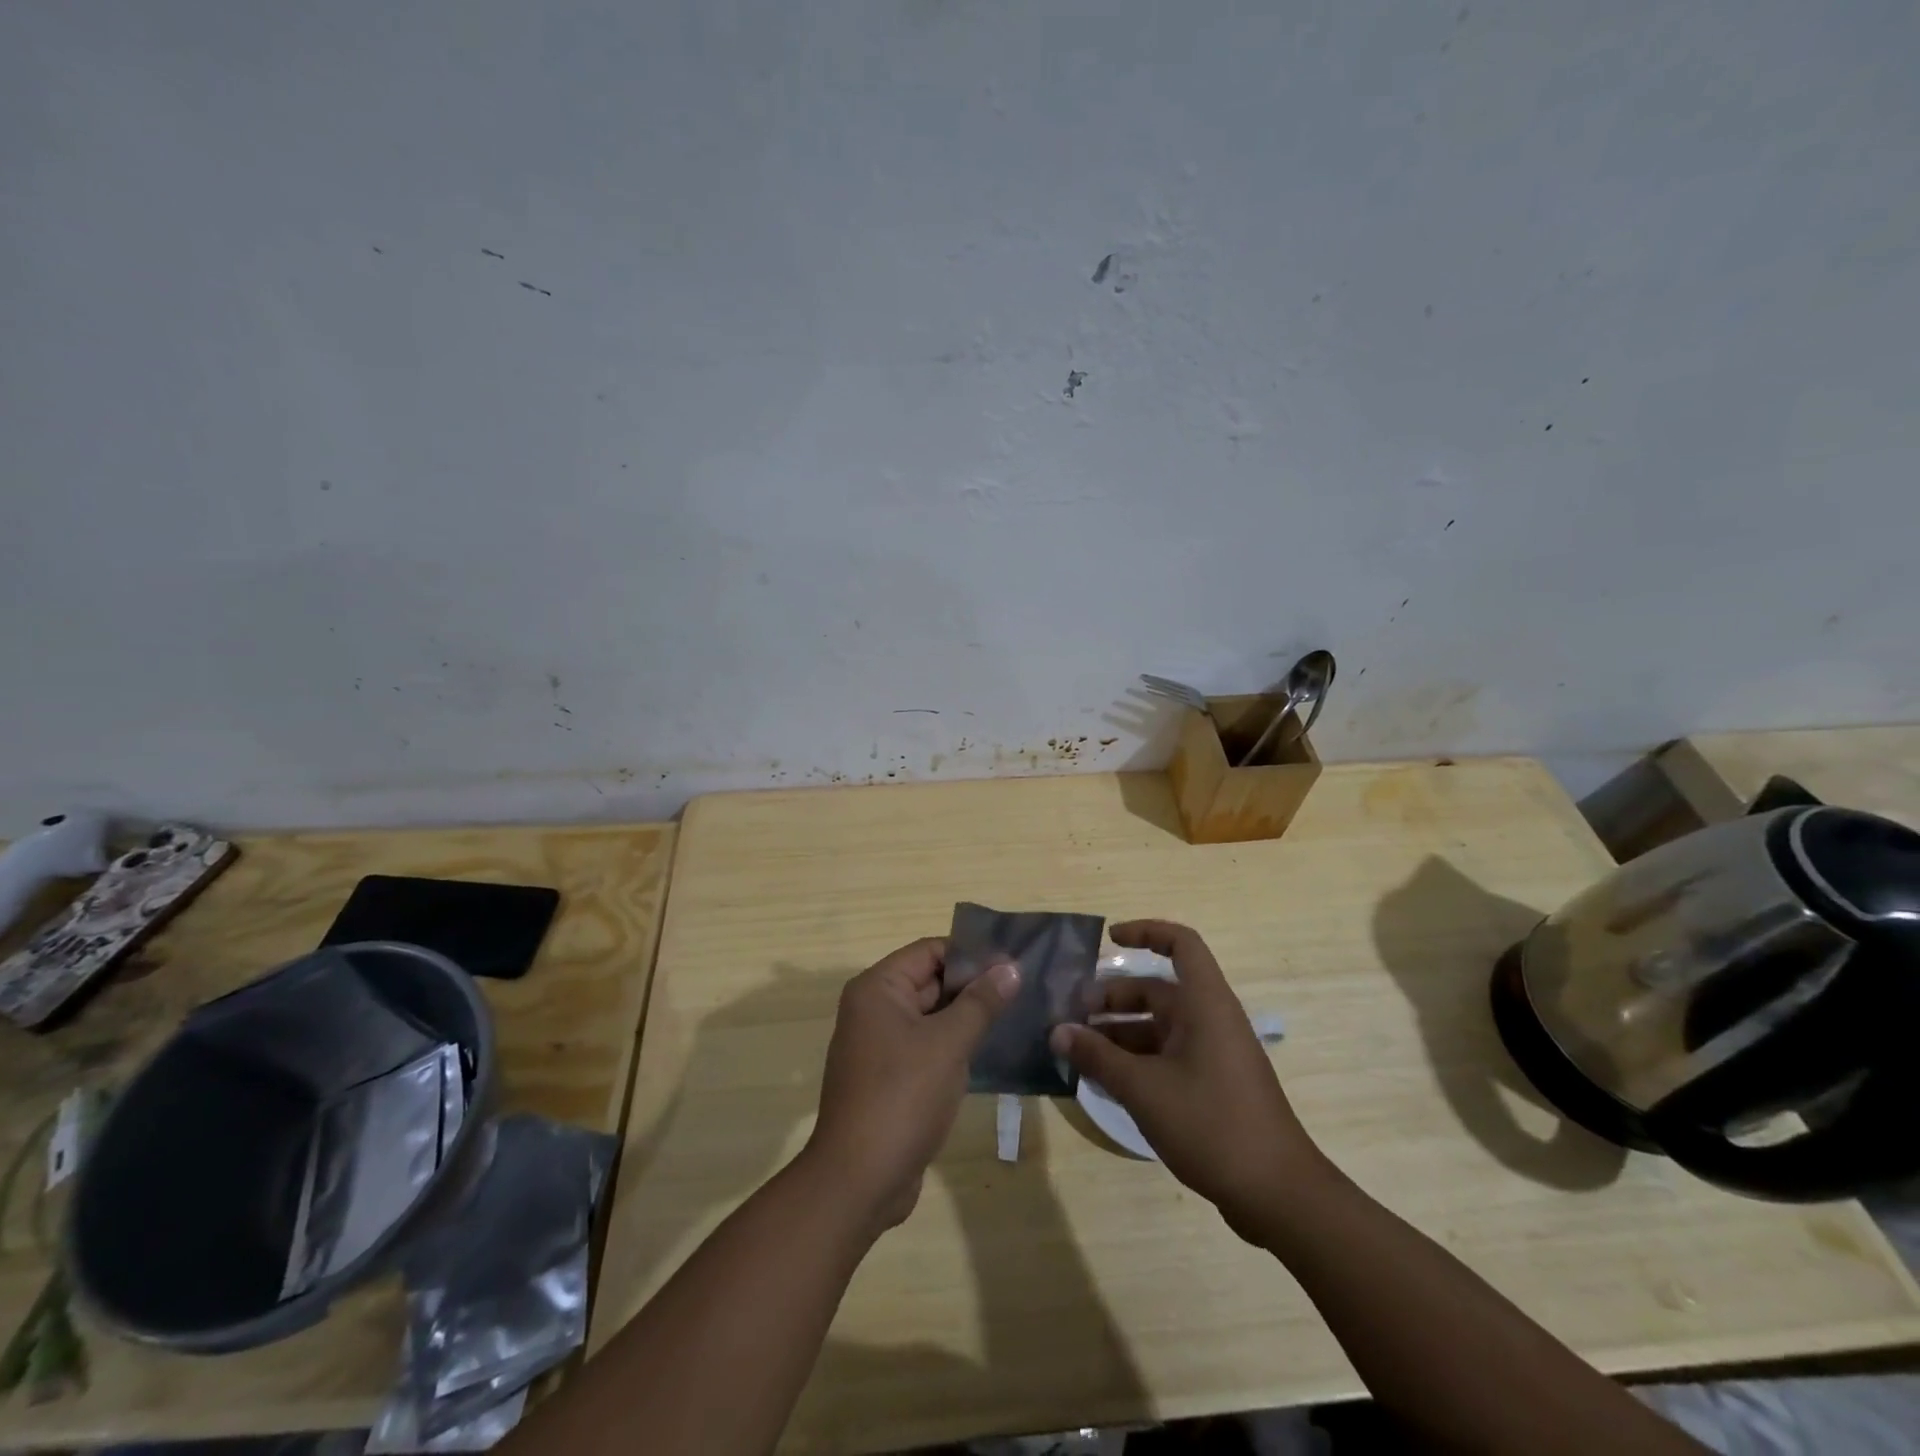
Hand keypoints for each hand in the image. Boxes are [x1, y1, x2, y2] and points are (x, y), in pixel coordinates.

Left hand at [805, 937, 1017, 1232]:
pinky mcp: (889, 1078)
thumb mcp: (948, 1044)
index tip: (1013, 964)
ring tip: (1015, 1015)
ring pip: (930, 1016)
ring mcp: (879, 1045)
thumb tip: (1011, 967)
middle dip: (973, 986)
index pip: (930, 951)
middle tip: (1022, 989)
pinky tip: (989, 1051)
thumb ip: (981, 1002)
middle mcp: (873, 1009)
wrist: (859, 1181)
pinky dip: (953, 1045)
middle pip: (930, 981)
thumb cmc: (902, 1098)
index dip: (971, 955)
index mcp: (877, 989)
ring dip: (966, 1017)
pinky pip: (926, 1046)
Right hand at [1050, 920, 1326, 1241]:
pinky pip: (1167, 1056)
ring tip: (1078, 1051)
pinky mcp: (1212, 1085)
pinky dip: (1136, 1060)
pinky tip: (1104, 1081)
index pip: (1180, 944)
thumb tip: (1057, 1032)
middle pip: (1157, 990)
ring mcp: (1213, 1054)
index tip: (1109, 940)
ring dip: (1119, 1033)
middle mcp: (1210, 1019)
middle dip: (1113, 998)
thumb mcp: (1143, 1088)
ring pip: (1158, 1026)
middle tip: (1072, 1016)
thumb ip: (1097, 1056)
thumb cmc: (1211, 1124)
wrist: (1278, 1195)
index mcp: (1205, 1004)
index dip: (1145, 932)